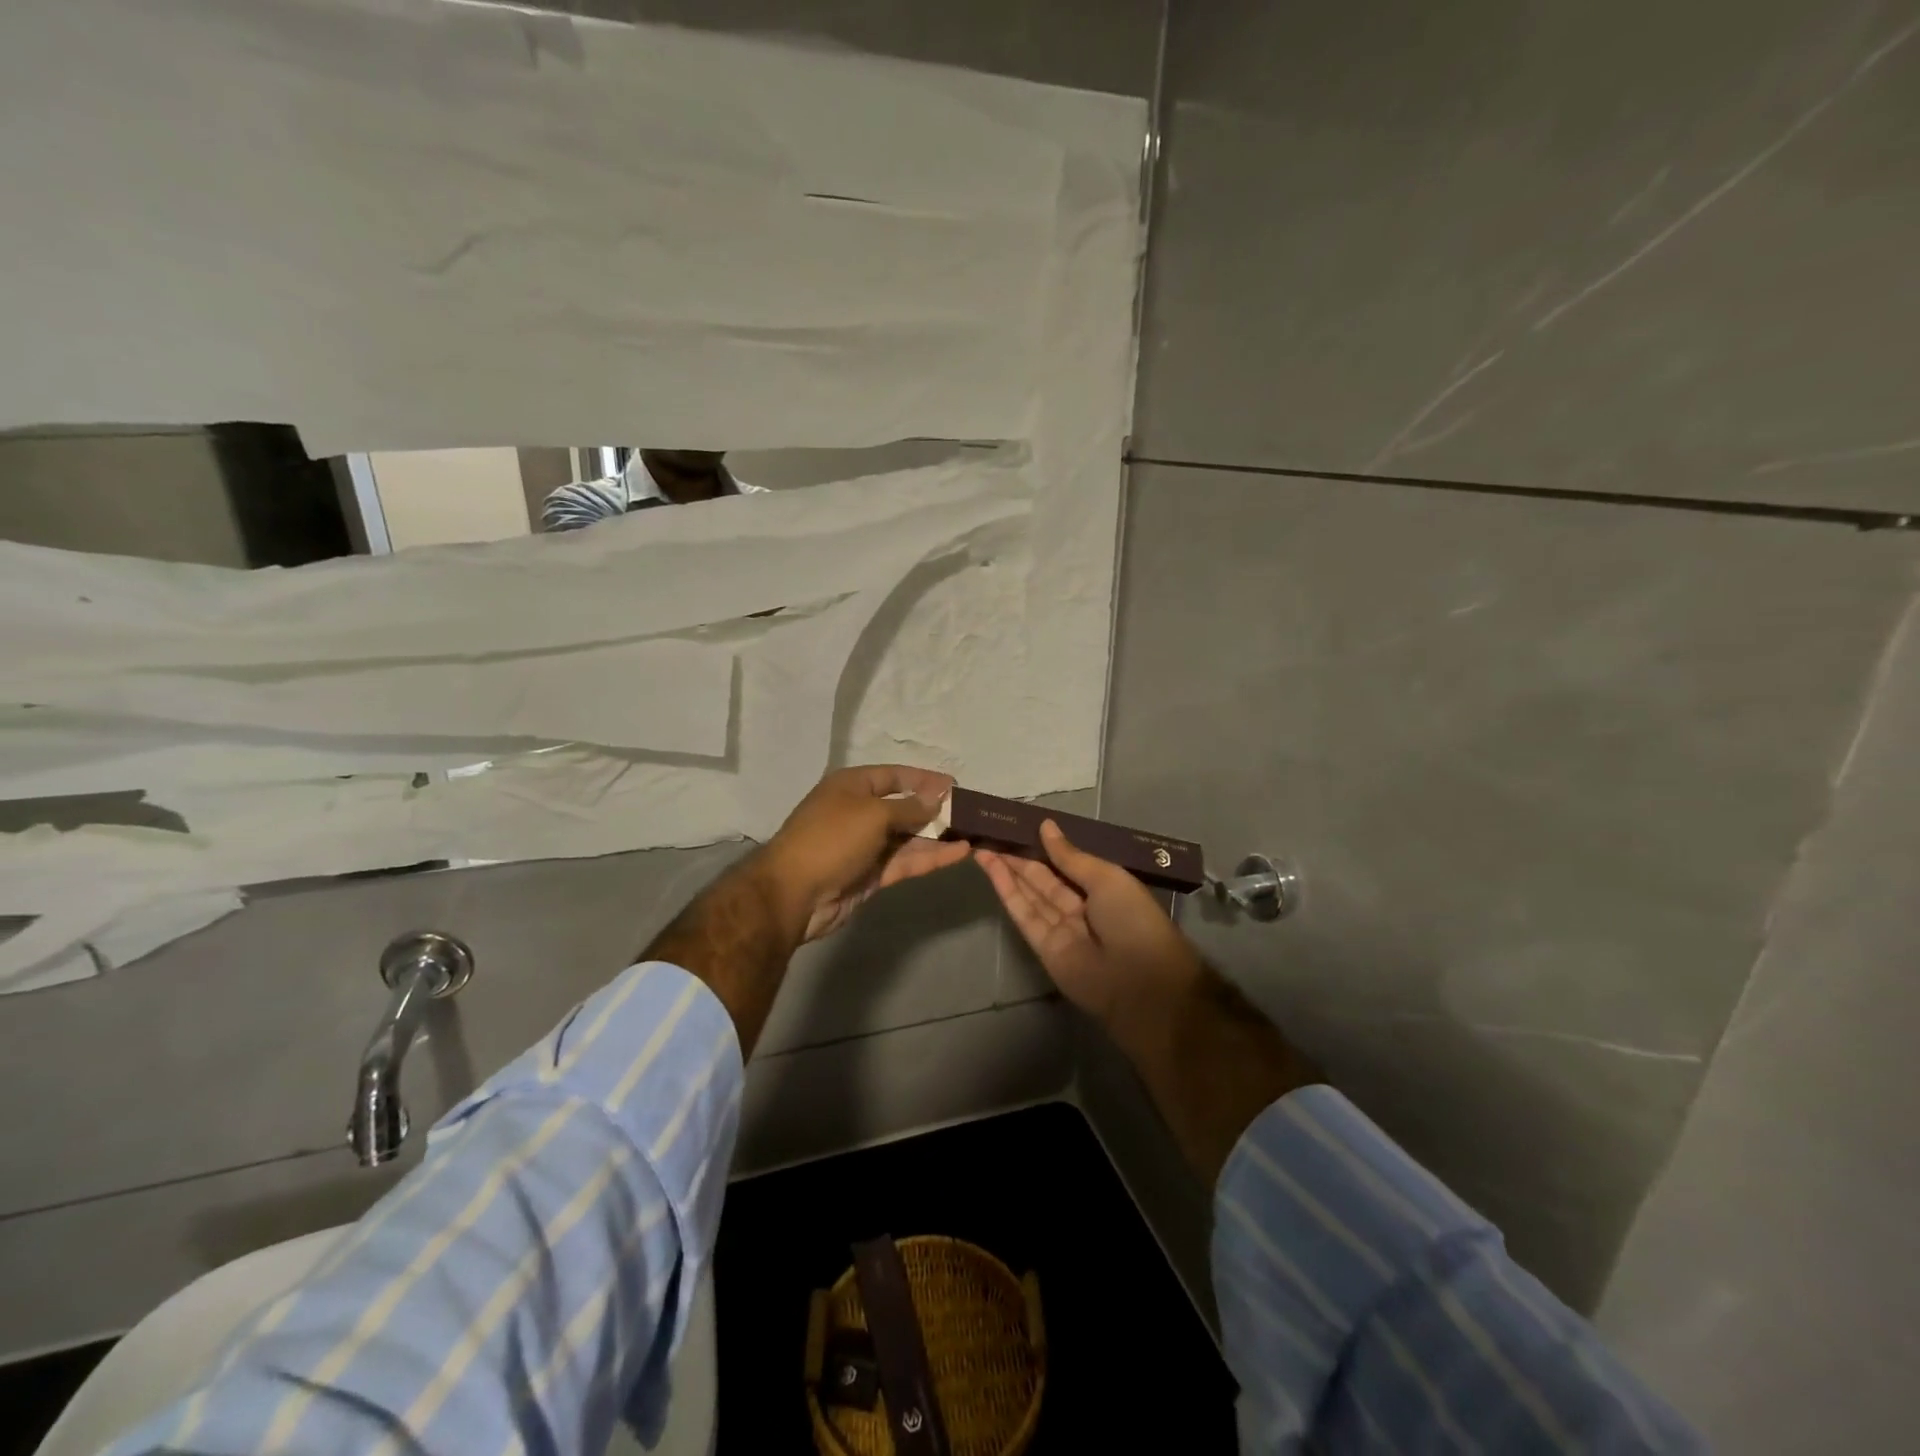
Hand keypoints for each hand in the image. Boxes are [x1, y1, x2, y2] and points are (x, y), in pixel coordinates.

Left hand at [760, 765, 971, 942]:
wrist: (794, 894)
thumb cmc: (831, 839)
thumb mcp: (873, 814)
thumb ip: (909, 807)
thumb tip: (935, 800)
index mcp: (852, 787)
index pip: (894, 776)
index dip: (924, 779)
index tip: (954, 784)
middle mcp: (859, 812)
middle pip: (904, 807)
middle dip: (935, 810)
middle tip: (970, 813)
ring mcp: (865, 845)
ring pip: (908, 837)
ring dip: (938, 836)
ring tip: (973, 833)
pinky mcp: (872, 874)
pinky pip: (906, 860)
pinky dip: (930, 857)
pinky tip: (959, 853)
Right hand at [977, 820, 1203, 1030]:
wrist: (1141, 982)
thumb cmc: (1132, 919)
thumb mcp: (1105, 878)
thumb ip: (1070, 856)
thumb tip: (1046, 826)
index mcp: (1103, 889)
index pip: (1067, 864)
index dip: (1044, 848)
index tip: (1019, 828)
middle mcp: (1081, 908)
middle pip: (1044, 879)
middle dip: (1020, 859)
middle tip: (992, 835)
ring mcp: (1061, 929)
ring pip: (1030, 895)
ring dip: (1007, 872)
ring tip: (983, 848)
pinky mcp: (1044, 948)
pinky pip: (1025, 915)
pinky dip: (1008, 892)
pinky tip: (992, 870)